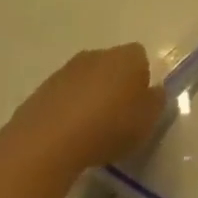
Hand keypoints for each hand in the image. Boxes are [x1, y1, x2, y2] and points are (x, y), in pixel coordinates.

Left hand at [10, 43, 164, 170]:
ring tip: (89, 132)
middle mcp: (97, 54)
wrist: (46, 143)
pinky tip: (66, 137)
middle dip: (114, 86)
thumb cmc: (108, 127)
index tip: (138, 107)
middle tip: (116, 119)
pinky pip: (62, 98)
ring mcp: (65, 71)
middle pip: (112, 66)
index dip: (142, 81)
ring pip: (85, 81)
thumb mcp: (147, 121)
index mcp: (127, 57)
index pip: (141, 58)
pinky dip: (66, 112)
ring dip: (88, 99)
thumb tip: (154, 92)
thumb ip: (156, 102)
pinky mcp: (40, 91)